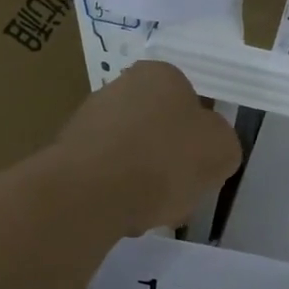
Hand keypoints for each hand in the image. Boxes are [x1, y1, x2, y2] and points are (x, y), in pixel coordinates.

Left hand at [52, 61, 243, 235]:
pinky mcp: (66, 154)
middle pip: (159, 129)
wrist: (91, 193)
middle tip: (179, 192)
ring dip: (143, 181)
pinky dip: (116, 194)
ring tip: (149, 211)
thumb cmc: (165, 160)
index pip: (190, 101)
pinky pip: (105, 177)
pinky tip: (122, 214)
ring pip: (132, 156)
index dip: (200, 137)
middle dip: (169, 161)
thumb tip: (209, 149)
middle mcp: (120, 86)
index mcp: (161, 74)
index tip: (202, 165)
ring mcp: (88, 119)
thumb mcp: (222, 151)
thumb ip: (222, 144)